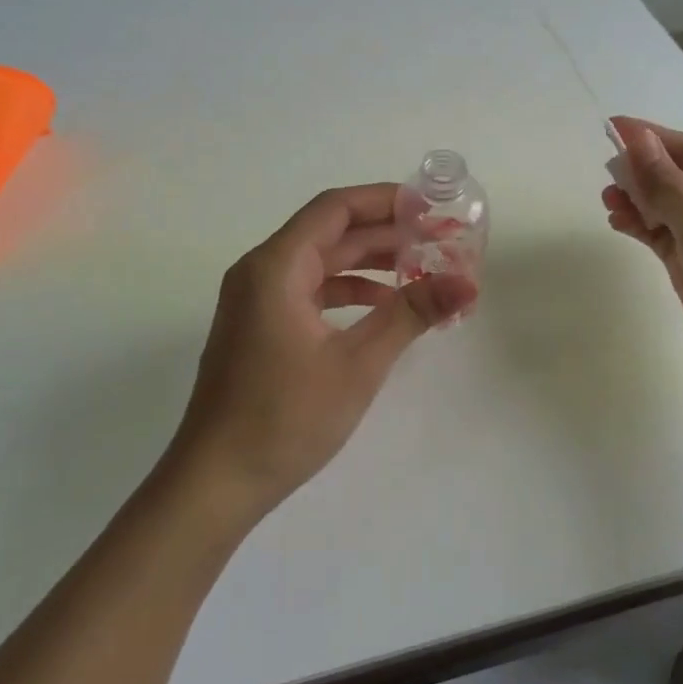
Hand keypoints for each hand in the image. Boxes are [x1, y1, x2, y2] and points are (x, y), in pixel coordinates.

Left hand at [166, 183, 477, 518]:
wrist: (215, 483)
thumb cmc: (285, 417)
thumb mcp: (358, 363)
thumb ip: (411, 314)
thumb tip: (467, 283)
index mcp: (276, 266)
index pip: (335, 208)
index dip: (385, 200)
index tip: (430, 206)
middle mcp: (260, 271)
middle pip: (329, 232)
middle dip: (385, 232)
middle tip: (438, 238)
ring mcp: (256, 300)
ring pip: (320, 262)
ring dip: (368, 261)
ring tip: (421, 267)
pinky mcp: (259, 327)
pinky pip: (309, 290)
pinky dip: (347, 290)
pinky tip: (383, 305)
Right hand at [601, 117, 682, 400]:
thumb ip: (664, 183)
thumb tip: (637, 139)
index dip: (651, 137)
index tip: (612, 126)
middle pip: (681, 178)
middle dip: (644, 173)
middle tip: (606, 173)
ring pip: (672, 209)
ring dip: (640, 202)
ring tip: (608, 200)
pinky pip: (668, 238)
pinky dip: (645, 228)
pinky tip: (620, 222)